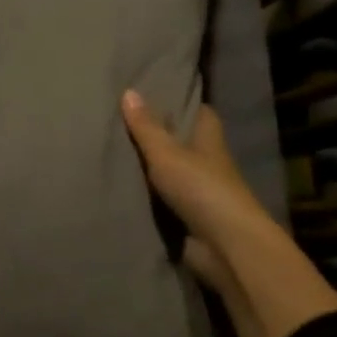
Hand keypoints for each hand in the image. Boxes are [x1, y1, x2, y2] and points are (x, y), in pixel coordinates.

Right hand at [121, 92, 336, 336]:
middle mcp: (207, 164)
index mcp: (209, 142)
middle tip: (124, 121)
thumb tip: (129, 90)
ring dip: (150, 168)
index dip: (184, 103)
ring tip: (112, 151)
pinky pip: (162, 200)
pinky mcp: (188, 218)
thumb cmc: (201, 189)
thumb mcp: (167, 153)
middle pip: (185, 143)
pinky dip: (146, 195)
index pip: (201, 114)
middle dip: (161, 135)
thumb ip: (146, 127)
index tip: (158, 93)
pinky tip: (120, 187)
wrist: (224, 246)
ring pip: (172, 173)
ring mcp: (199, 193)